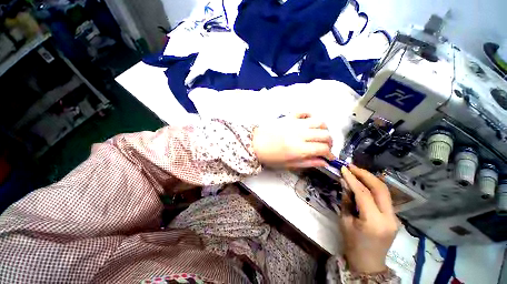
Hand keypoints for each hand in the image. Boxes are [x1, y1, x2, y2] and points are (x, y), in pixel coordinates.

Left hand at [252, 113, 333, 167]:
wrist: (255, 143)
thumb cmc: (270, 157)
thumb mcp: (288, 164)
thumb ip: (307, 162)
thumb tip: (324, 162)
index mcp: (298, 148)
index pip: (323, 149)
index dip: (330, 154)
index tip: (329, 158)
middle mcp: (300, 134)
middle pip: (325, 135)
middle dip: (330, 143)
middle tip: (325, 148)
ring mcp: (295, 123)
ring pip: (319, 122)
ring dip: (324, 130)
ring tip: (320, 136)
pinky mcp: (289, 117)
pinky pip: (304, 111)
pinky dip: (311, 116)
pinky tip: (309, 123)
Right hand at [339, 165, 398, 273]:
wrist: (369, 263)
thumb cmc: (352, 243)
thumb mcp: (345, 221)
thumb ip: (346, 200)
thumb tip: (345, 183)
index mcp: (374, 222)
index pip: (363, 193)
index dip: (352, 179)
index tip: (343, 169)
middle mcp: (389, 218)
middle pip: (380, 189)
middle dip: (365, 174)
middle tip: (351, 167)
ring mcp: (394, 217)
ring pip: (384, 191)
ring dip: (370, 179)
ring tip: (356, 171)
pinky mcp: (393, 216)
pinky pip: (384, 197)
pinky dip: (373, 187)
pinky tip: (364, 182)